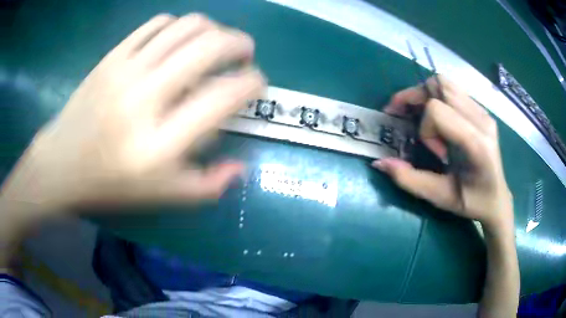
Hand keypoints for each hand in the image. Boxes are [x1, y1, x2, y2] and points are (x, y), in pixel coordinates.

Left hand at [1, 13, 264, 211]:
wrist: (63, 163)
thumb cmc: (111, 184)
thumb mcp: (163, 197)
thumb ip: (208, 186)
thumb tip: (240, 167)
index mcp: (160, 144)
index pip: (223, 96)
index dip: (252, 82)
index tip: (256, 83)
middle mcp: (144, 98)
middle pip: (209, 46)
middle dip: (240, 44)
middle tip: (244, 54)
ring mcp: (125, 70)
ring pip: (186, 26)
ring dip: (213, 29)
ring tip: (215, 43)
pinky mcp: (112, 56)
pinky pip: (157, 24)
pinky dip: (178, 27)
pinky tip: (179, 42)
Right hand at [373, 76, 512, 230]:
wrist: (497, 198)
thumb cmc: (472, 202)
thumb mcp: (440, 197)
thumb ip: (410, 180)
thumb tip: (379, 162)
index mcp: (477, 144)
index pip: (438, 111)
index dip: (426, 128)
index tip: (433, 151)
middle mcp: (482, 121)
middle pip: (440, 85)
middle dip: (416, 97)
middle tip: (403, 114)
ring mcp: (484, 113)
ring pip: (446, 83)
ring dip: (426, 94)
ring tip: (419, 114)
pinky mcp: (482, 111)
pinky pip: (454, 90)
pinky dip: (437, 97)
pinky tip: (437, 118)